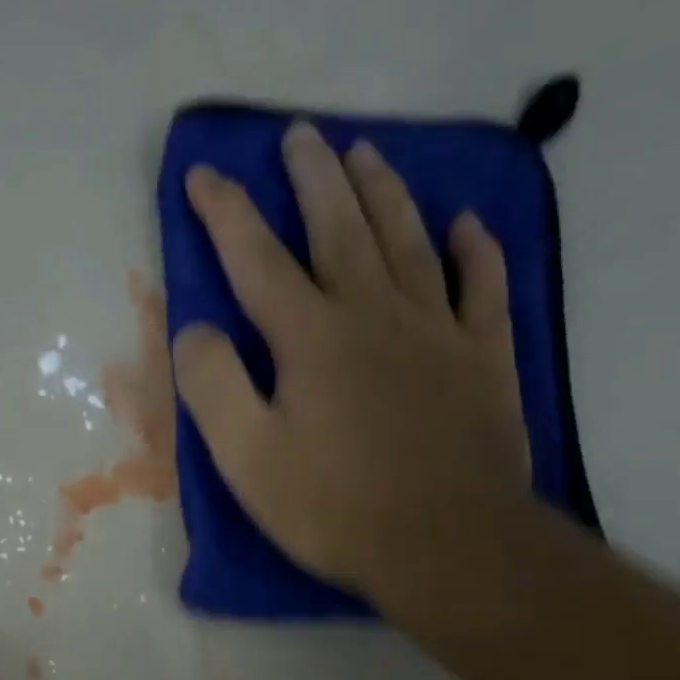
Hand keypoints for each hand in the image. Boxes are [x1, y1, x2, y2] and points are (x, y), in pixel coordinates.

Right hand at [174, 120, 533, 627]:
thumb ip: (213, 386)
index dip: (225, 214)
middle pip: (339, 229)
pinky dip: (475, 250)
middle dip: (312, 179)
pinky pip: (482, 287)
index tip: (203, 174)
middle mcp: (374, 314)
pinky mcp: (484, 358)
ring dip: (383, 193)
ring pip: (408, 241)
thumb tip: (195, 329)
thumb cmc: (334, 507)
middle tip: (299, 136)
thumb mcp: (247, 459)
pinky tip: (466, 224)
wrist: (446, 544)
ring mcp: (437, 331)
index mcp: (311, 337)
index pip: (257, 259)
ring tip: (364, 153)